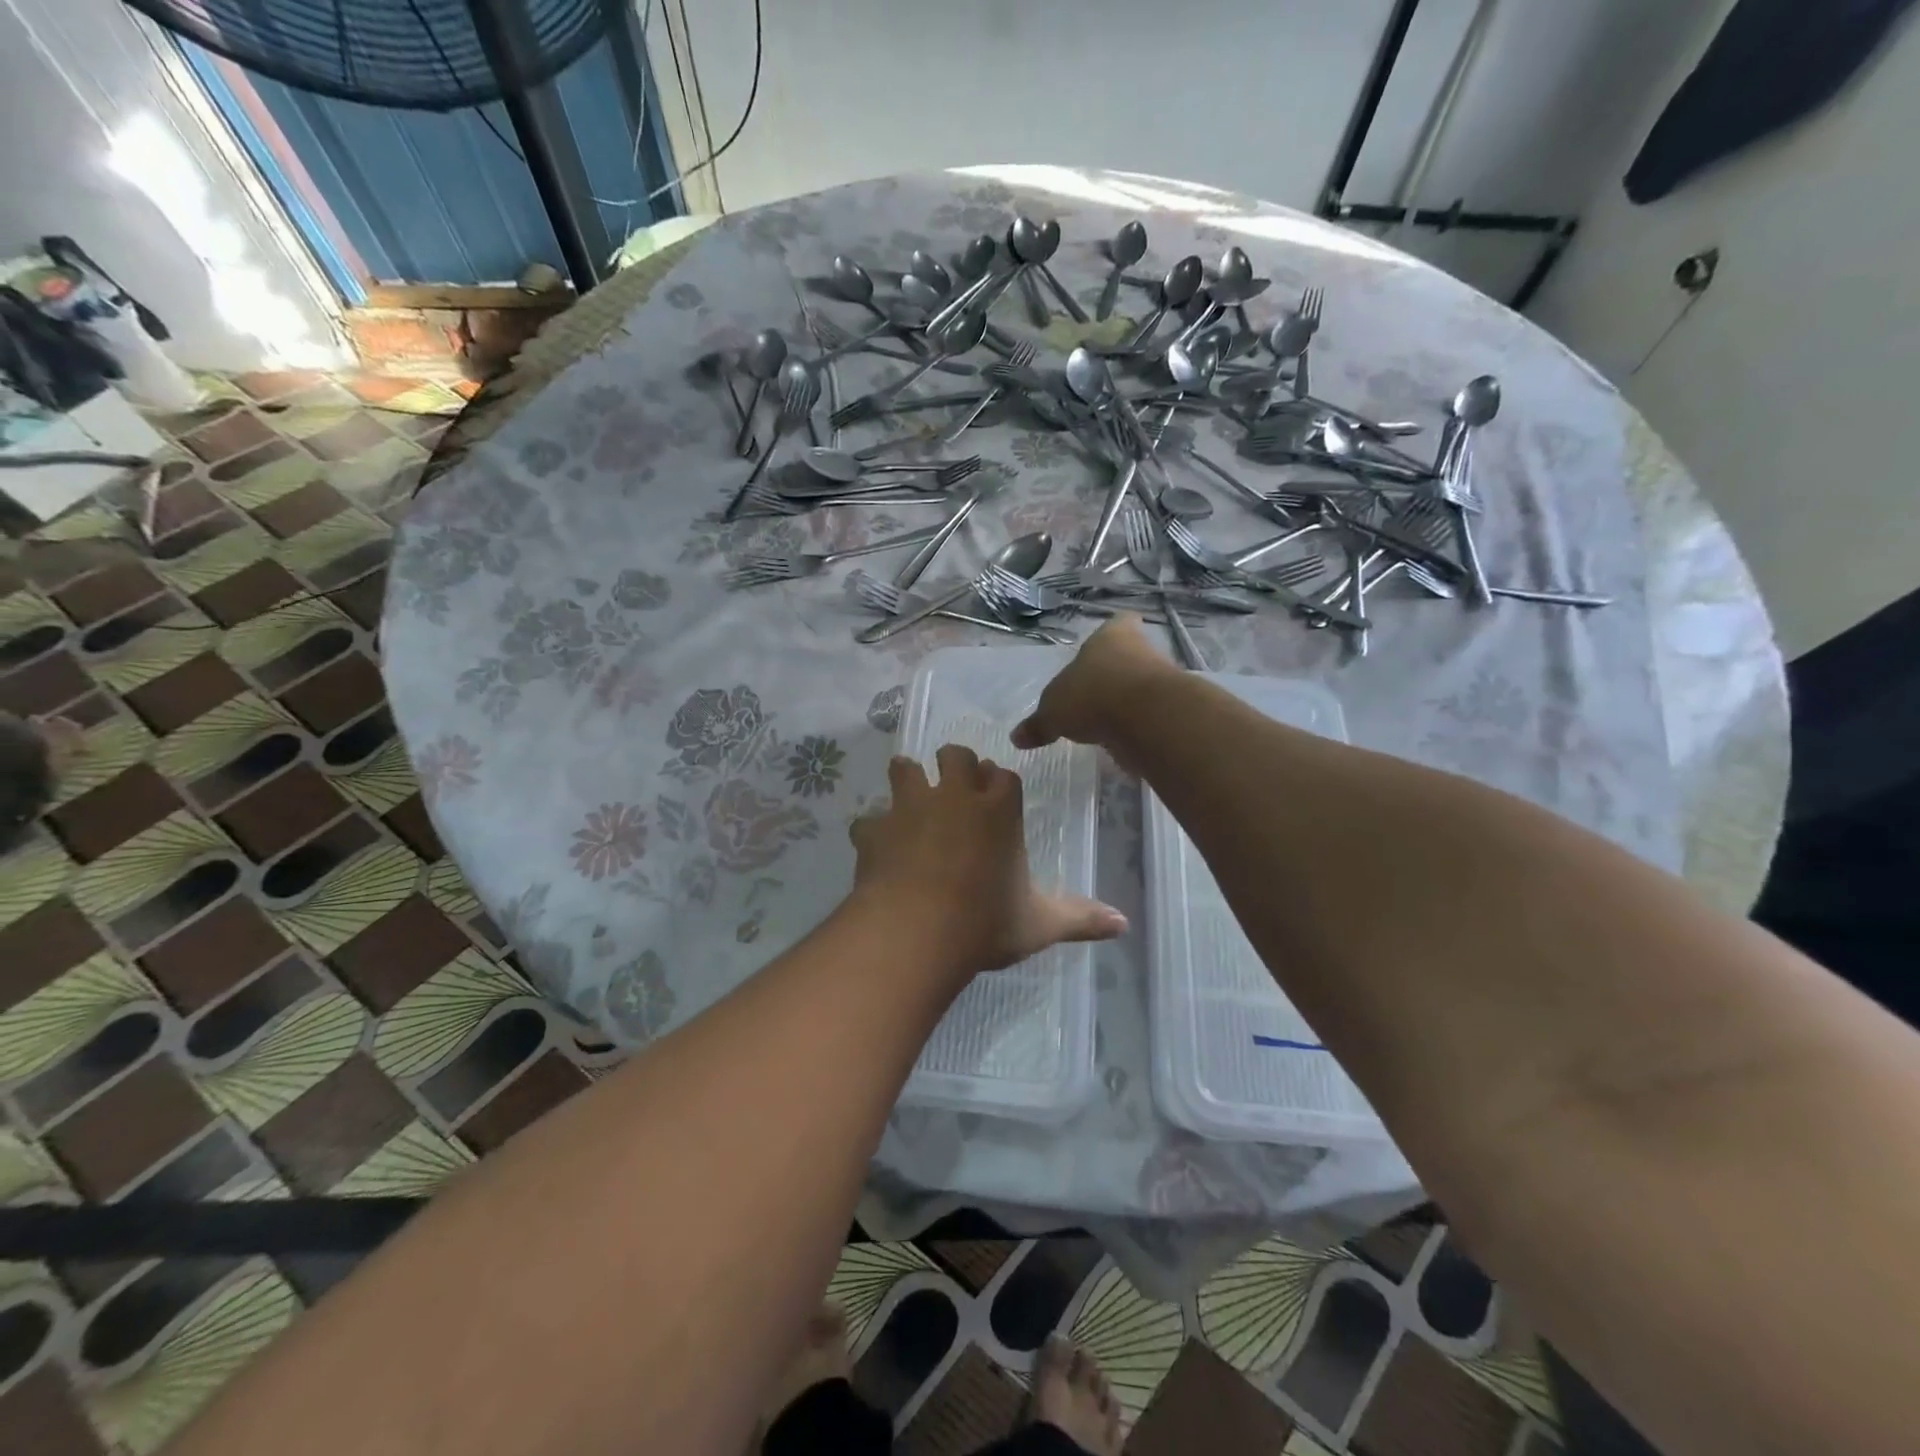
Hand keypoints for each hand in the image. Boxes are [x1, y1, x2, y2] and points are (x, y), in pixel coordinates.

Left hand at [849, 746, 1125, 983]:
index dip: (999, 784)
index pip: (1003, 775)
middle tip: (954, 789)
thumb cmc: (986, 922)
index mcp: (999, 808)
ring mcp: (909, 807)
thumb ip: (1082, 919)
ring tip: (910, 801)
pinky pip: (868, 820)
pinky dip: (872, 831)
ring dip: (907, 780)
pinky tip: (876, 848)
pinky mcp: (874, 829)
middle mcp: (954, 795)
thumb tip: (1124, 926)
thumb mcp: (1041, 924)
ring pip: (904, 769)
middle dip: (954, 765)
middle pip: (954, 755)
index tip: (996, 797)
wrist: (916, 931)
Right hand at [1011, 616, 1172, 771]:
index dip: (1114, 633)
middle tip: (1097, 693)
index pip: (1119, 623)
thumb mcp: (1053, 713)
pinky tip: (1123, 740)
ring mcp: (1163, 678)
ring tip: (1107, 722)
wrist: (1147, 718)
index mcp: (1110, 637)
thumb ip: (1038, 724)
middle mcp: (1141, 650)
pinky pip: (1152, 714)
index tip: (1106, 647)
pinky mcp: (1173, 708)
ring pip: (1144, 684)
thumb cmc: (1093, 696)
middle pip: (1131, 655)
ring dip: (1129, 701)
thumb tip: (1017, 737)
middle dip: (1116, 673)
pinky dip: (1140, 725)